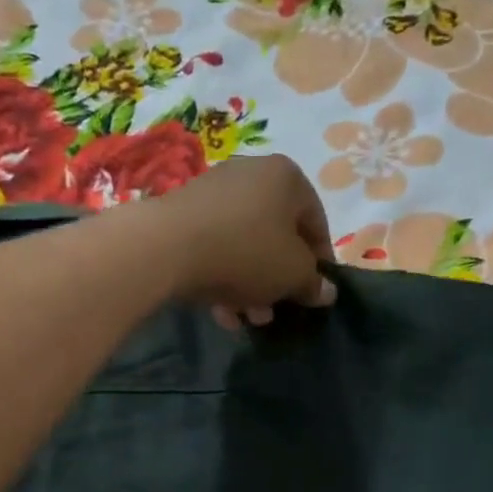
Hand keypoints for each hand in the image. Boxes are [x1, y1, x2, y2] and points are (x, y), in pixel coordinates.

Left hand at [140, 154, 336, 326]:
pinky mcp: (182, 213)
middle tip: (274, 312)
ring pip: (243, 245)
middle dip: (277, 280)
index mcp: (287, 177)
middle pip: (276, 235)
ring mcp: (212, 191)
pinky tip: (220, 312)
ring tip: (246, 318)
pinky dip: (221, 277)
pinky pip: (213, 247)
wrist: (167, 247)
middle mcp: (250, 173)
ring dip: (250, 285)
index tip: (314, 294)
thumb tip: (325, 292)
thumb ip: (313, 283)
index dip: (320, 263)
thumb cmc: (246, 252)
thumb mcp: (292, 274)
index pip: (316, 222)